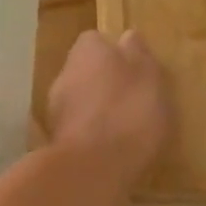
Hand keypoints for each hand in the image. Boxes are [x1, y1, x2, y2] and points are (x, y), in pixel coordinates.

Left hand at [46, 30, 173, 192]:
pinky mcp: (55, 140)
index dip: (116, 54)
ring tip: (125, 128)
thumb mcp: (149, 76)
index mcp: (88, 49)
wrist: (93, 168)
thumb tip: (128, 37)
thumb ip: (139, 54)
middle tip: (134, 100)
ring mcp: (55, 107)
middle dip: (105, 82)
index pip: (98, 40)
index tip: (136, 71)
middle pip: (87, 70)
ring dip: (97, 110)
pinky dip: (92, 135)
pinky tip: (112, 149)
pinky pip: (79, 128)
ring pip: (80, 100)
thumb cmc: (129, 112)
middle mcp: (66, 71)